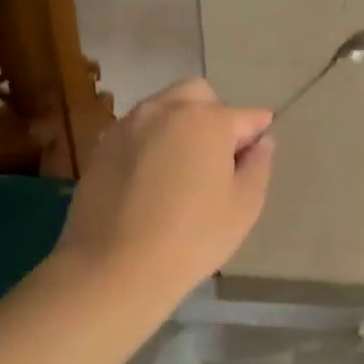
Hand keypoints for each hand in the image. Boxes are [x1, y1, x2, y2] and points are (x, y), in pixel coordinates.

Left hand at [55, 78, 274, 299]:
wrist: (113, 268)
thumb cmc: (193, 237)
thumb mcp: (244, 206)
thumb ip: (259, 165)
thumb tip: (261, 142)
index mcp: (207, 120)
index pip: (246, 115)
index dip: (256, 134)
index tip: (254, 157)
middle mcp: (165, 110)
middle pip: (199, 95)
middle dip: (214, 114)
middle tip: (217, 157)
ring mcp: (128, 126)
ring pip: (163, 108)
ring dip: (180, 125)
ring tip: (182, 169)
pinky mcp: (101, 148)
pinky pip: (137, 131)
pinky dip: (151, 142)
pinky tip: (152, 180)